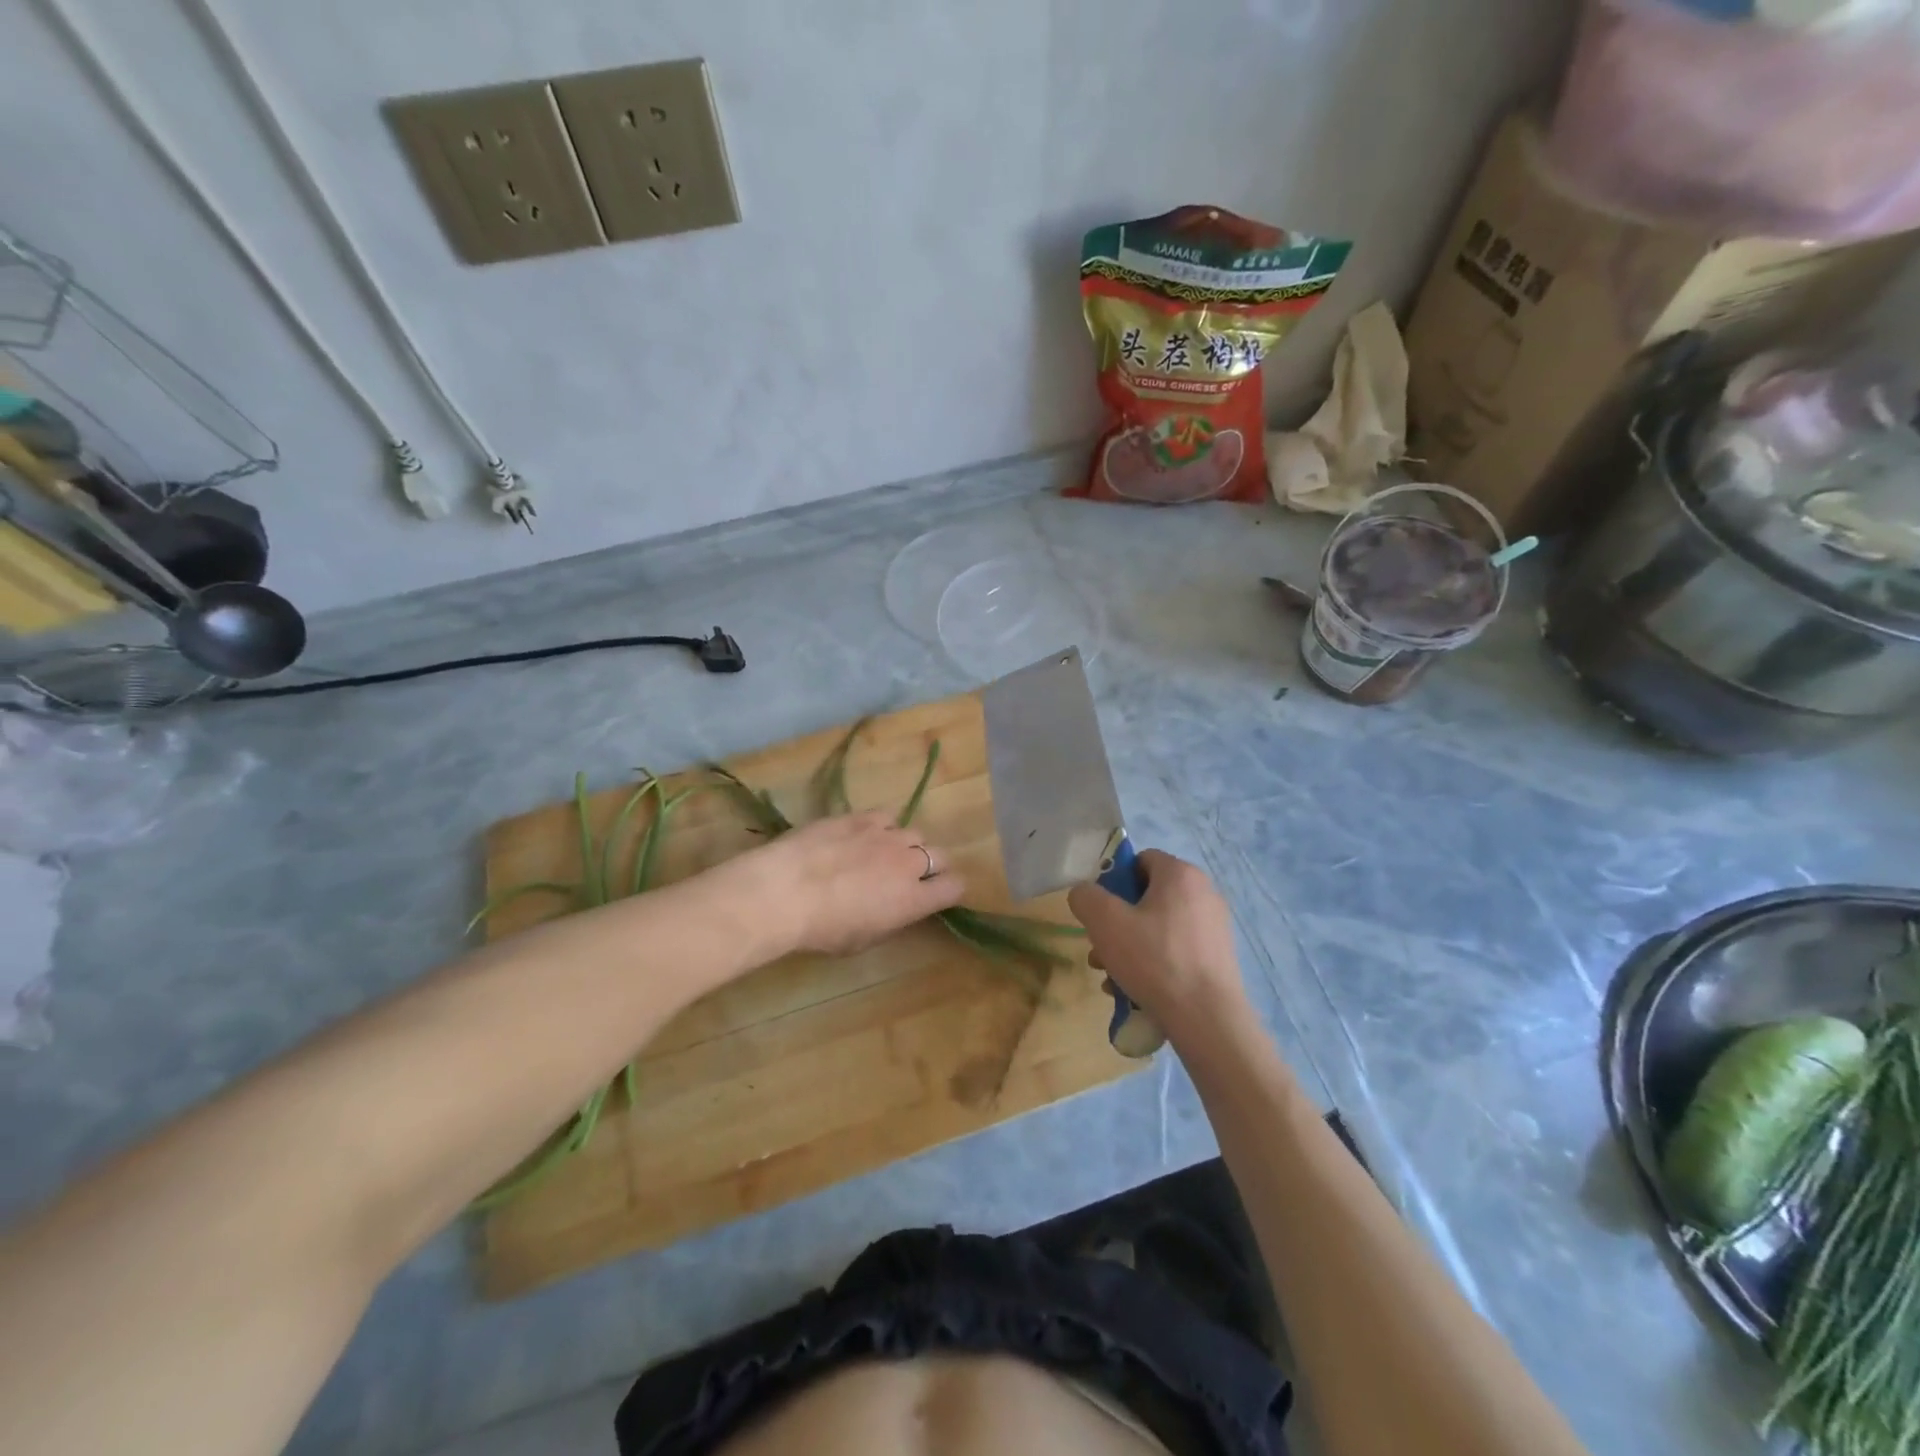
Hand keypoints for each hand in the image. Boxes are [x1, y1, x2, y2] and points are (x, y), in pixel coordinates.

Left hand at [738, 812, 965, 956]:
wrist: (786, 891)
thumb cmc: (822, 929)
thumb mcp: (862, 940)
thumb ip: (890, 920)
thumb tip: (897, 908)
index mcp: (913, 900)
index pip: (955, 887)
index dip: (949, 890)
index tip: (936, 894)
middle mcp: (908, 863)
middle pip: (940, 855)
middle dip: (931, 865)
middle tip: (908, 876)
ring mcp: (886, 835)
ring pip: (914, 833)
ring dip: (904, 845)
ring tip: (881, 854)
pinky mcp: (861, 816)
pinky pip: (886, 817)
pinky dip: (881, 827)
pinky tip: (862, 836)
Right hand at [1067, 850, 1248, 1037]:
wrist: (1207, 1020)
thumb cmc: (1154, 960)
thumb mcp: (1105, 922)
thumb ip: (1086, 897)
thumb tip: (1086, 894)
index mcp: (1180, 874)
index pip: (1140, 860)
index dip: (1114, 882)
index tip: (1100, 913)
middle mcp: (1203, 892)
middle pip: (1147, 897)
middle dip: (1118, 923)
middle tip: (1100, 950)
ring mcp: (1214, 926)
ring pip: (1159, 927)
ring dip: (1130, 947)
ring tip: (1112, 978)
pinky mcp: (1219, 957)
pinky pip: (1176, 950)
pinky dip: (1154, 964)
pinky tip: (1136, 991)